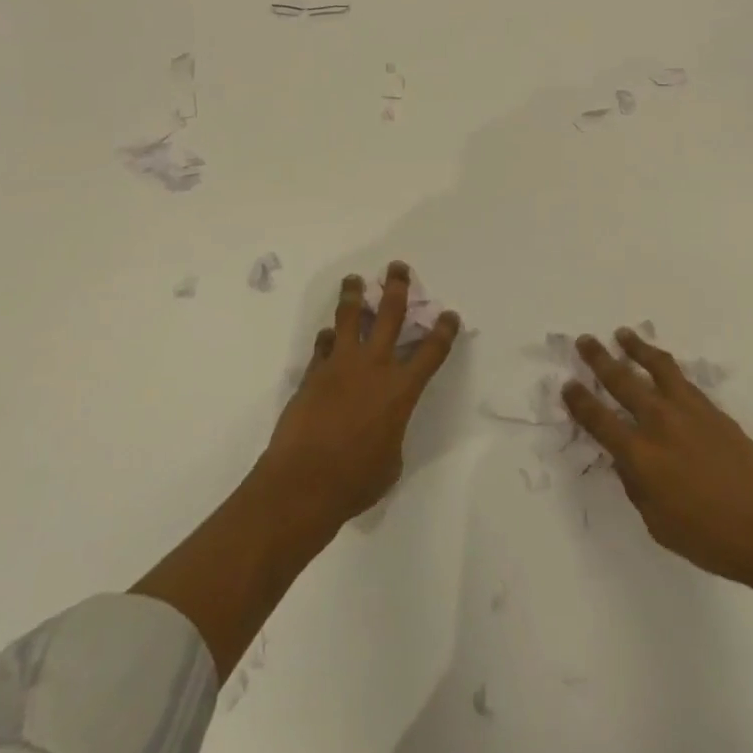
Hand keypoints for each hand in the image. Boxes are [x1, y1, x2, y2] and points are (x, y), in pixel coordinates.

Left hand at [259, 262, 460, 531]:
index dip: (444, 330)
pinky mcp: (313, 374)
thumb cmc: (355, 481)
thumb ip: (392, 432)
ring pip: (349, 318)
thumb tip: (382, 426)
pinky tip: (328, 334)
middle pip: (389, 314)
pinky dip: (328, 338)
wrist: (302, 484)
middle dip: (397, 287)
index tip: (449, 314)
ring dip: (354, 295)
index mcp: (400, 390)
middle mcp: (374, 367)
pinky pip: (323, 345)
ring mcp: (340, 366)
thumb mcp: (390, 461)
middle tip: (397, 268)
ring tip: (354, 280)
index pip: (431, 351)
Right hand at [564, 329, 752, 583]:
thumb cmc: (708, 537)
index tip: (568, 385)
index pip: (599, 420)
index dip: (580, 401)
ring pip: (654, 367)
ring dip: (634, 348)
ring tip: (622, 334)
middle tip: (585, 341)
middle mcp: (657, 423)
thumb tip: (625, 460)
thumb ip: (636, 486)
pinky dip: (664, 364)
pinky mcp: (710, 407)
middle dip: (599, 359)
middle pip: (621, 381)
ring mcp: (686, 410)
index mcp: (639, 455)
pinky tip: (660, 361)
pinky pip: (680, 377)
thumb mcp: (658, 523)